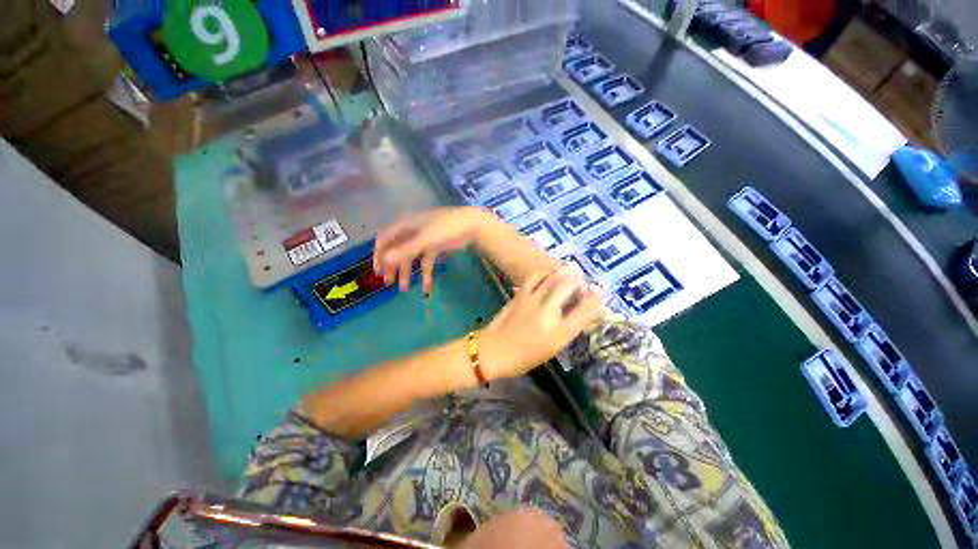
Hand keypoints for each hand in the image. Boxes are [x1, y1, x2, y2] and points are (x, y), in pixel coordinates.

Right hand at [374, 207, 492, 293]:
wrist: (472, 225)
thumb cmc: (447, 228)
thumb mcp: (426, 240)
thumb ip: (406, 250)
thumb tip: (384, 261)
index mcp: (406, 225)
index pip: (385, 239)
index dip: (379, 254)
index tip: (378, 271)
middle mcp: (413, 232)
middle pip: (398, 250)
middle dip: (392, 266)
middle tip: (388, 282)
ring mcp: (425, 240)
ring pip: (412, 258)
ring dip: (407, 272)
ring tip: (403, 289)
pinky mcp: (436, 247)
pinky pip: (427, 262)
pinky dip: (426, 274)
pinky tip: (426, 288)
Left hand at [477, 268, 601, 380]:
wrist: (492, 351)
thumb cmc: (522, 358)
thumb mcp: (550, 351)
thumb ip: (564, 331)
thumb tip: (574, 312)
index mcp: (558, 334)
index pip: (584, 312)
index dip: (596, 300)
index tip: (600, 293)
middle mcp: (547, 314)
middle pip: (568, 287)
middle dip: (579, 280)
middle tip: (583, 278)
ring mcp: (532, 302)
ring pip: (552, 278)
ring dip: (564, 272)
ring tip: (569, 271)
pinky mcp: (519, 295)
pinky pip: (534, 277)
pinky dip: (544, 273)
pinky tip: (547, 274)